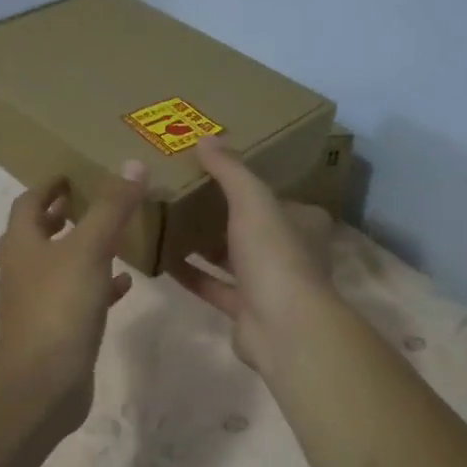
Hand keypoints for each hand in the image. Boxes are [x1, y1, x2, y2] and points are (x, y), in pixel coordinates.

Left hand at [0, 161, 148, 430]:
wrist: (43, 381)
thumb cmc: (60, 305)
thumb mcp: (89, 248)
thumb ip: (111, 208)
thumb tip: (131, 165)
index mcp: (22, 244)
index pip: (28, 203)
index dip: (48, 186)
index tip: (71, 175)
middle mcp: (23, 269)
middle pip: (38, 233)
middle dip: (61, 216)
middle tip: (91, 201)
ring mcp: (37, 302)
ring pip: (59, 266)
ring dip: (81, 249)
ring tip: (112, 235)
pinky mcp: (56, 329)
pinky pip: (79, 297)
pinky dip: (99, 285)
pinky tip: (125, 283)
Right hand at [171, 136, 337, 371]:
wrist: (283, 328)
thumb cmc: (274, 255)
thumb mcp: (252, 201)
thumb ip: (230, 170)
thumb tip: (205, 139)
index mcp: (302, 222)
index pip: (274, 196)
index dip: (248, 184)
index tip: (213, 171)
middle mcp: (290, 251)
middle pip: (251, 227)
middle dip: (221, 214)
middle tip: (184, 193)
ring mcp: (269, 284)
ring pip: (232, 258)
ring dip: (204, 244)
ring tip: (169, 222)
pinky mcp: (246, 310)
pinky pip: (214, 286)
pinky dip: (192, 274)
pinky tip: (164, 260)